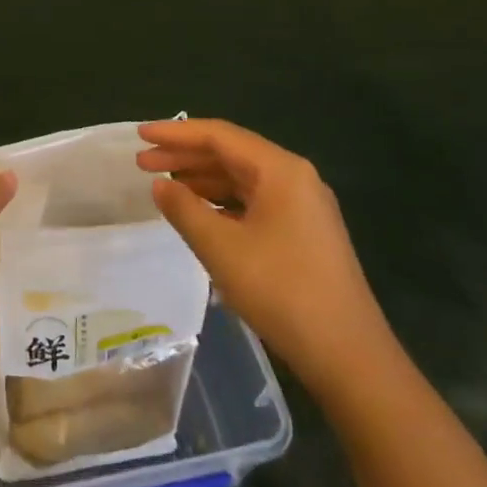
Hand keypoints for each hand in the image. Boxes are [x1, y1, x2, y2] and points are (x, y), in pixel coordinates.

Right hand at [136, 118, 391, 390]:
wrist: (347, 353)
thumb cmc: (281, 291)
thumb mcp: (222, 248)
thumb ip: (185, 209)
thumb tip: (160, 185)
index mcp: (280, 170)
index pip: (219, 135)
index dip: (176, 133)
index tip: (139, 135)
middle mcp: (294, 177)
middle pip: (231, 153)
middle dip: (184, 156)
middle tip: (141, 162)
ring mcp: (302, 205)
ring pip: (242, 178)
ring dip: (201, 179)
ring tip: (162, 185)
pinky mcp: (302, 231)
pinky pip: (253, 201)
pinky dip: (221, 201)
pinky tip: (197, 212)